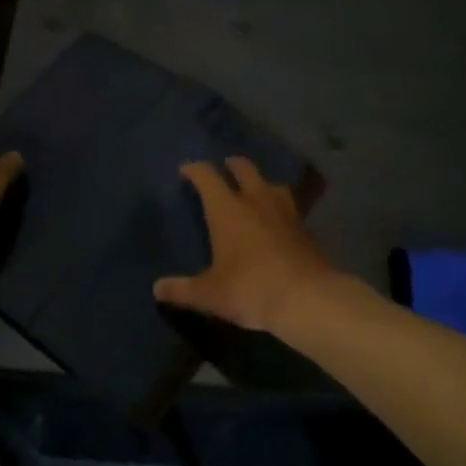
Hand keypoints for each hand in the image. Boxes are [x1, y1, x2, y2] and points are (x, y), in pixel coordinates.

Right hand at [153, 157, 334, 333]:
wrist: (308, 299)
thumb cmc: (250, 289)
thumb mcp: (210, 294)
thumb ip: (182, 289)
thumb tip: (157, 289)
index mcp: (227, 209)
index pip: (206, 176)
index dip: (194, 169)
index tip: (186, 170)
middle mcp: (256, 200)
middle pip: (244, 168)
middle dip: (232, 165)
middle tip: (224, 168)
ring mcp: (285, 211)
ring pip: (271, 184)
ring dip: (261, 183)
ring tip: (255, 192)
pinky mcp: (305, 228)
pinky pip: (289, 207)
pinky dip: (279, 208)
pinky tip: (277, 221)